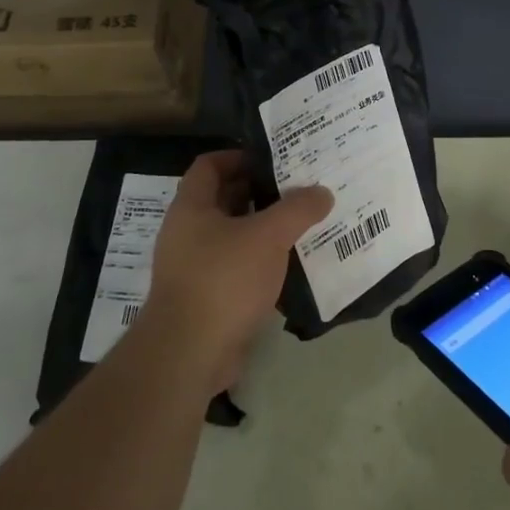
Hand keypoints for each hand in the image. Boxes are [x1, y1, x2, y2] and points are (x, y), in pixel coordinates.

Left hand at [138, 150, 332, 386]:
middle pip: (224, 199)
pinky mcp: (206, 297)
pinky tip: (290, 265)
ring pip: (233, 236)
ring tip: (302, 224)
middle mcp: (187, 232)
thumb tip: (322, 192)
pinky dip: (260, 262)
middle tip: (299, 189)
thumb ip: (297, 210)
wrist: (188, 353)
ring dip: (263, 229)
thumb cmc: (223, 280)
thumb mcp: (267, 236)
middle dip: (260, 192)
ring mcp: (194, 267)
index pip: (210, 165)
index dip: (240, 156)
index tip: (275, 159)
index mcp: (191, 207)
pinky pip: (236, 268)